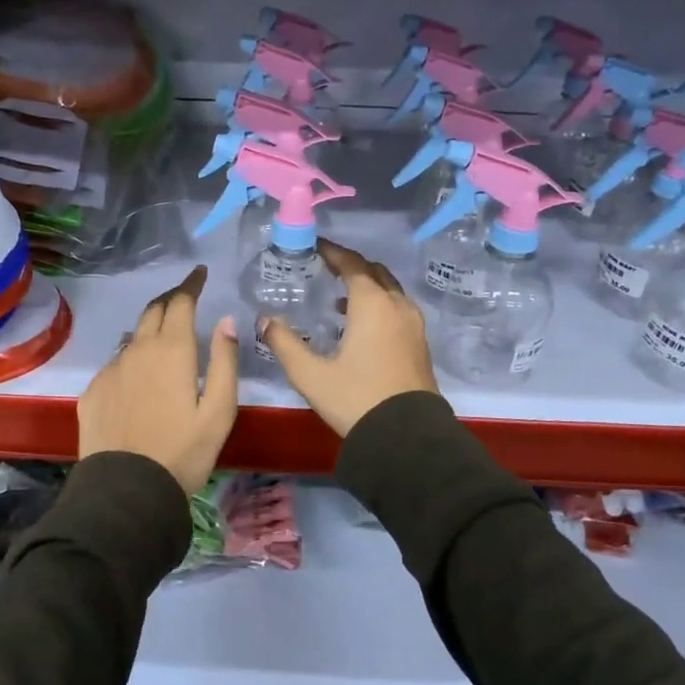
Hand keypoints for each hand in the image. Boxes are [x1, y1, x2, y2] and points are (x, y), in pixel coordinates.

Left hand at [78, 265, 238, 495]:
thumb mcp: (219, 410)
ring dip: (150, 330)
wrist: (126, 491)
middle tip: (185, 298)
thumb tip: (226, 321)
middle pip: (153, 310)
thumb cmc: (183, 451)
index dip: (191, 284)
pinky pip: (115, 364)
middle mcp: (137, 350)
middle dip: (171, 299)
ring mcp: (110, 370)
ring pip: (133, 338)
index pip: (180, 301)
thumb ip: (224, 361)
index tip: (200, 273)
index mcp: (172, 350)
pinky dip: (131, 359)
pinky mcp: (93, 391)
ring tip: (163, 339)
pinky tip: (138, 380)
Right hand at [257, 240, 438, 436]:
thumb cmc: (356, 399)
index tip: (315, 246)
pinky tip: (360, 327)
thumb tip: (264, 320)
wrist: (407, 438)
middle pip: (375, 272)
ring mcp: (414, 325)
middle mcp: (397, 306)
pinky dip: (379, 305)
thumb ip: (284, 343)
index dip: (332, 252)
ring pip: (390, 291)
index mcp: (372, 304)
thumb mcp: (310, 374)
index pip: (352, 264)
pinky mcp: (420, 344)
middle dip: (351, 266)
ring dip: (367, 287)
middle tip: (326, 268)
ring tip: (339, 299)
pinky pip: (398, 309)